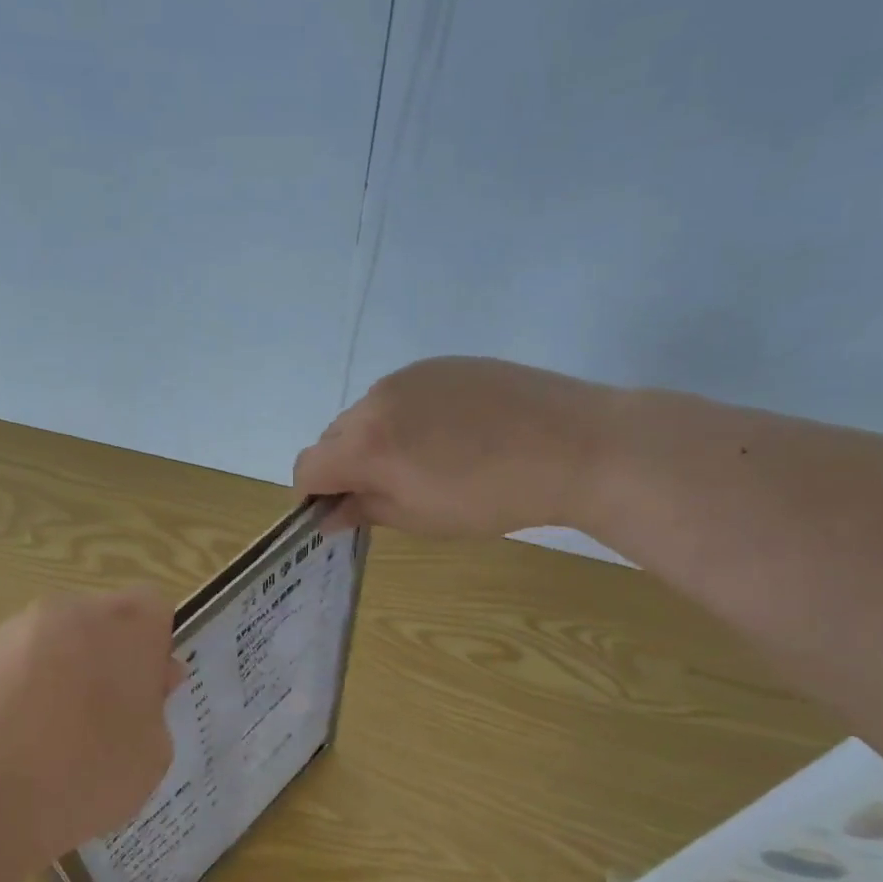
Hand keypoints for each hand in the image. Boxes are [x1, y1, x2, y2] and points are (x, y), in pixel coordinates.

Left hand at [0, 586, 182, 876]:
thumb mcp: (150, 756)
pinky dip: (22, 696)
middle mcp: (69, 613)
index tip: (147, 696)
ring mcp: (13, 633)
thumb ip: (156, 709)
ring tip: (54, 743)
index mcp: (124, 626)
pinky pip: (15, 669)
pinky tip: (14, 748)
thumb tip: (144, 685)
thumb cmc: (81, 778)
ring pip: (57, 646)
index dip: (155, 651)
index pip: (155, 610)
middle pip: (102, 624)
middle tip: (106, 722)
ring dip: (65, 678)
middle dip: (109, 661)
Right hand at [294, 357, 611, 537]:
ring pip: (366, 414)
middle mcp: (376, 399)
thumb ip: (364, 510)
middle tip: (387, 492)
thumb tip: (329, 514)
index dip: (314, 495)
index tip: (340, 513)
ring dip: (375, 441)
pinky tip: (449, 435)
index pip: (308, 467)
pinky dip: (405, 418)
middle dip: (344, 467)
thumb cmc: (492, 497)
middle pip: (333, 437)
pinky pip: (401, 394)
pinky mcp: (442, 363)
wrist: (575, 445)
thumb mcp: (421, 518)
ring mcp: (410, 375)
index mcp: (366, 442)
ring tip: (425, 462)